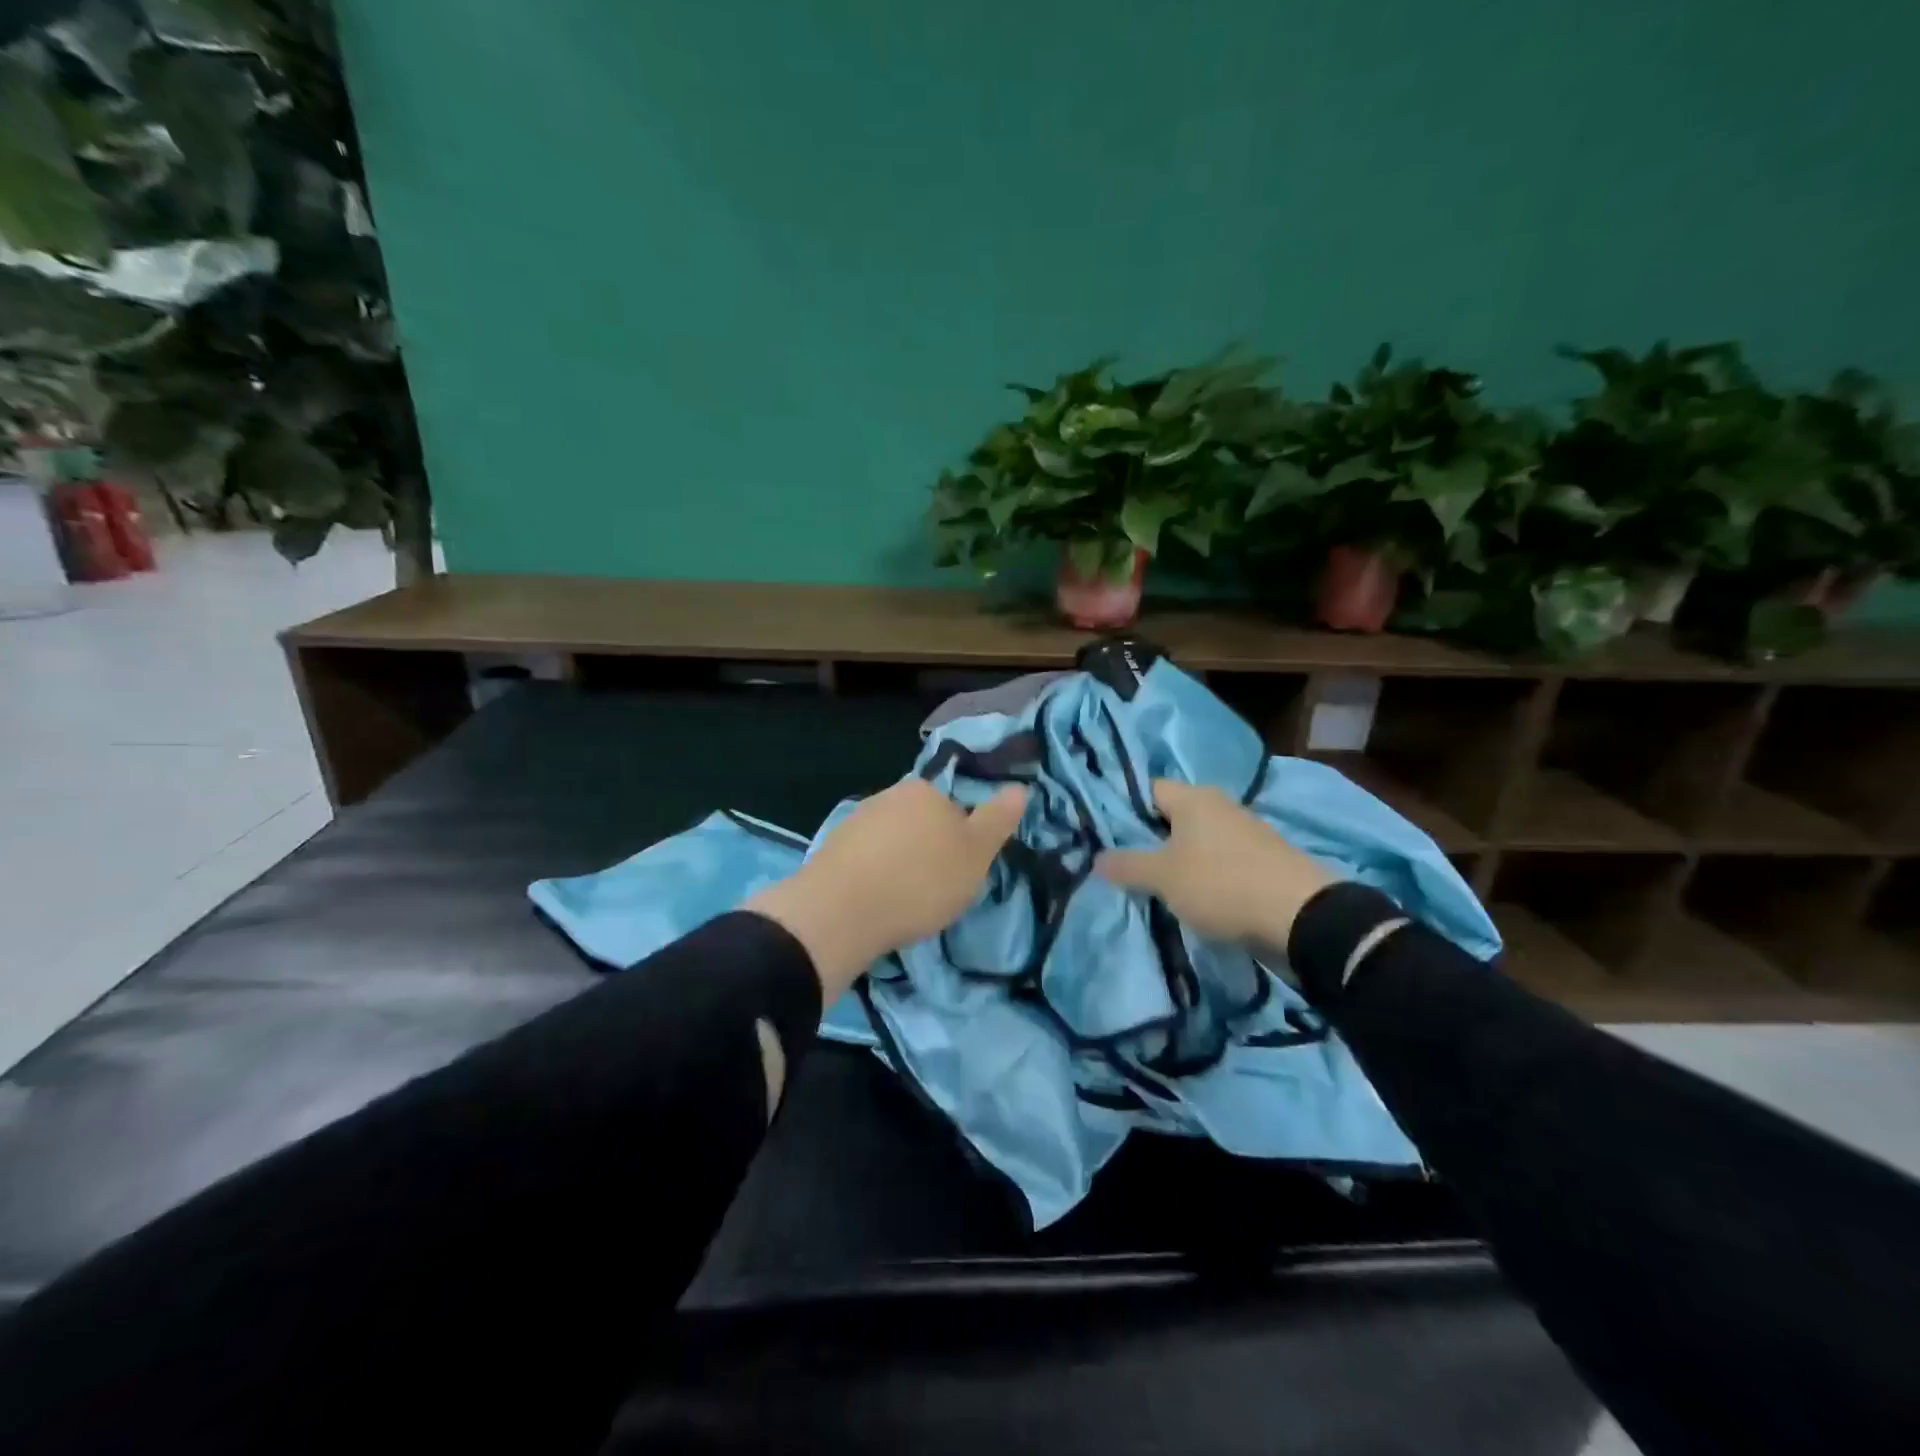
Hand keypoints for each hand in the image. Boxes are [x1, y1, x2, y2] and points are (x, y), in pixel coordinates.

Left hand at [748, 778, 1028, 998]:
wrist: (841, 911)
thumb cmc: (921, 881)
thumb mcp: (976, 854)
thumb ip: (997, 820)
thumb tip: (1020, 788)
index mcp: (925, 790)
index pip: (955, 808)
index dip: (963, 842)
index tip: (960, 874)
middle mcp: (889, 795)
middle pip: (922, 822)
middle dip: (930, 850)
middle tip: (935, 890)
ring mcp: (856, 820)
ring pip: (892, 840)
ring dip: (900, 864)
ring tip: (904, 902)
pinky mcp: (832, 848)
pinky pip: (866, 859)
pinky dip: (874, 876)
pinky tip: (876, 902)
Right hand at [1096, 779, 1336, 948]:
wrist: (1302, 917)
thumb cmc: (1221, 884)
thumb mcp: (1163, 877)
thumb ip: (1127, 865)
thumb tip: (1097, 858)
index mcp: (1193, 797)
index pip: (1148, 790)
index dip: (1126, 810)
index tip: (1110, 837)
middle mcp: (1220, 804)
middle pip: (1173, 815)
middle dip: (1151, 838)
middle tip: (1129, 865)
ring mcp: (1246, 830)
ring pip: (1198, 839)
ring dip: (1181, 859)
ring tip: (1160, 886)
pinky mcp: (1264, 858)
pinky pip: (1221, 858)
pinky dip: (1207, 873)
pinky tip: (1198, 896)